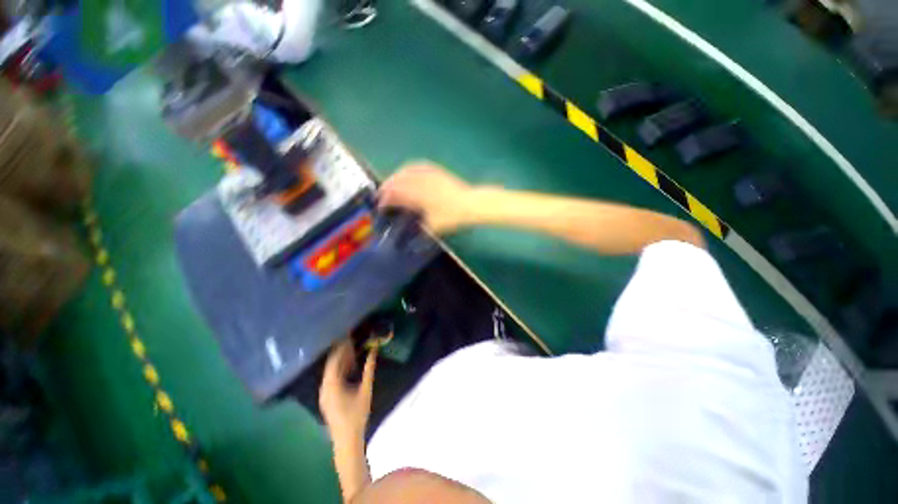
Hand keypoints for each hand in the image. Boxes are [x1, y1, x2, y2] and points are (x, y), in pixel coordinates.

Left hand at [319, 339, 376, 442]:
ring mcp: (324, 393)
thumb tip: (374, 351)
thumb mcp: (365, 389)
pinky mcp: (326, 398)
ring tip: (352, 351)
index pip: (335, 359)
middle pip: (331, 364)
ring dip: (341, 361)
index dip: (342, 346)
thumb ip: (369, 368)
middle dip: (341, 352)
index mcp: (332, 383)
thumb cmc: (357, 414)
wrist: (346, 439)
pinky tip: (349, 367)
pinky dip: (339, 370)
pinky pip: (331, 378)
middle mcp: (324, 387)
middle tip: (353, 341)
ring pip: (331, 371)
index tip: (350, 336)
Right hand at [378, 161, 475, 234]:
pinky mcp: (436, 170)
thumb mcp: (434, 227)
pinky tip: (407, 171)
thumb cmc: (452, 216)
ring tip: (391, 183)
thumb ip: (420, 230)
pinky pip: (417, 165)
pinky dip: (408, 169)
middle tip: (382, 195)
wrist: (471, 203)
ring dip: (395, 177)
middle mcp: (419, 181)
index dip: (385, 200)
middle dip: (386, 188)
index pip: (394, 195)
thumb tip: (410, 238)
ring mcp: (428, 174)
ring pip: (405, 171)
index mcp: (416, 195)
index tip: (380, 207)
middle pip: (396, 180)